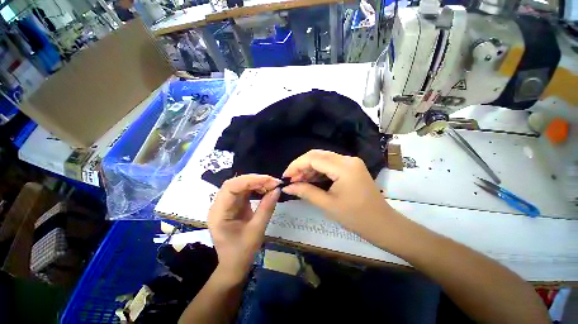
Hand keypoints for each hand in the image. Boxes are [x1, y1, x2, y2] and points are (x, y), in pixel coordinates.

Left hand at [208, 174, 280, 281]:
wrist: (234, 265)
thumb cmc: (242, 252)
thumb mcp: (257, 230)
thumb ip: (266, 208)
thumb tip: (277, 189)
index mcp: (219, 213)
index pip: (231, 187)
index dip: (250, 180)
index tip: (269, 180)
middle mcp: (219, 205)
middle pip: (235, 183)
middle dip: (255, 180)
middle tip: (273, 182)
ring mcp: (226, 204)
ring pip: (240, 185)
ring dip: (256, 183)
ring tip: (271, 185)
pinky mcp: (233, 205)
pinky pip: (244, 191)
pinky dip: (255, 188)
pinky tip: (265, 190)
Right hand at [281, 150, 401, 237]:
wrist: (383, 225)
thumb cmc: (356, 217)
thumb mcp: (327, 204)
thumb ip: (305, 192)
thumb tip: (287, 187)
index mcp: (343, 167)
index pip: (313, 158)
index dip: (296, 165)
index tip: (285, 177)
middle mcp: (347, 159)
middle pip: (317, 155)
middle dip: (301, 165)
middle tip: (291, 179)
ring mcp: (350, 162)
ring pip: (323, 159)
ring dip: (309, 168)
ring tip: (298, 181)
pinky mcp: (351, 167)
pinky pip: (330, 164)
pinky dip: (318, 171)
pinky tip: (310, 179)